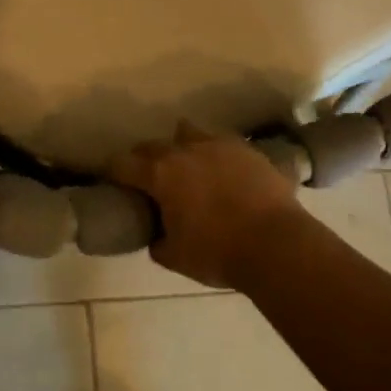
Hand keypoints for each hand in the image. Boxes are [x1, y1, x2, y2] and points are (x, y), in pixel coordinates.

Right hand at [108, 122, 302, 288]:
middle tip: (147, 178)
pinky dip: (216, 156)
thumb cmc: (218, 252)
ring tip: (188, 166)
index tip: (112, 181)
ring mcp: (219, 145)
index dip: (113, 172)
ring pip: (189, 133)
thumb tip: (158, 235)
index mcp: (160, 174)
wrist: (278, 245)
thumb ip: (158, 241)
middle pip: (152, 145)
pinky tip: (223, 173)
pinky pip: (223, 144)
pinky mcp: (248, 150)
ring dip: (181, 147)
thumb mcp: (175, 257)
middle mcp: (185, 151)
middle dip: (144, 159)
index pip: (122, 164)